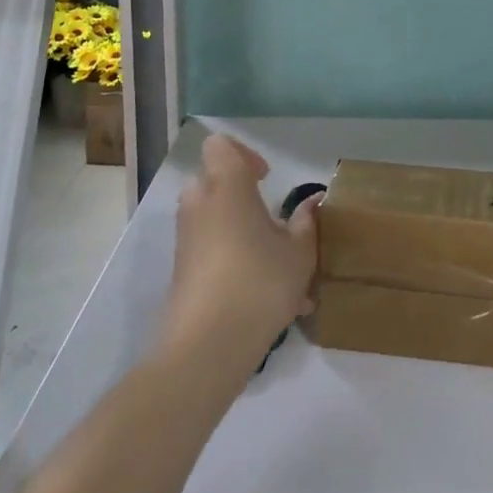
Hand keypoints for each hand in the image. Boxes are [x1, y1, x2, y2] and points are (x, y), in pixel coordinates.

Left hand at [162, 134, 319, 374]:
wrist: (208, 346)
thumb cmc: (260, 283)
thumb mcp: (299, 253)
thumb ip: (305, 223)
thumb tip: (312, 203)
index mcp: (227, 188)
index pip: (220, 146)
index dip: (243, 154)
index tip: (265, 178)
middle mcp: (200, 205)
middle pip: (210, 180)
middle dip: (237, 193)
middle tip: (266, 216)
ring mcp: (186, 239)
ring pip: (209, 217)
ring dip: (237, 228)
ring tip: (274, 263)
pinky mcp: (181, 270)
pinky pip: (207, 250)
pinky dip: (230, 259)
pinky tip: (264, 296)